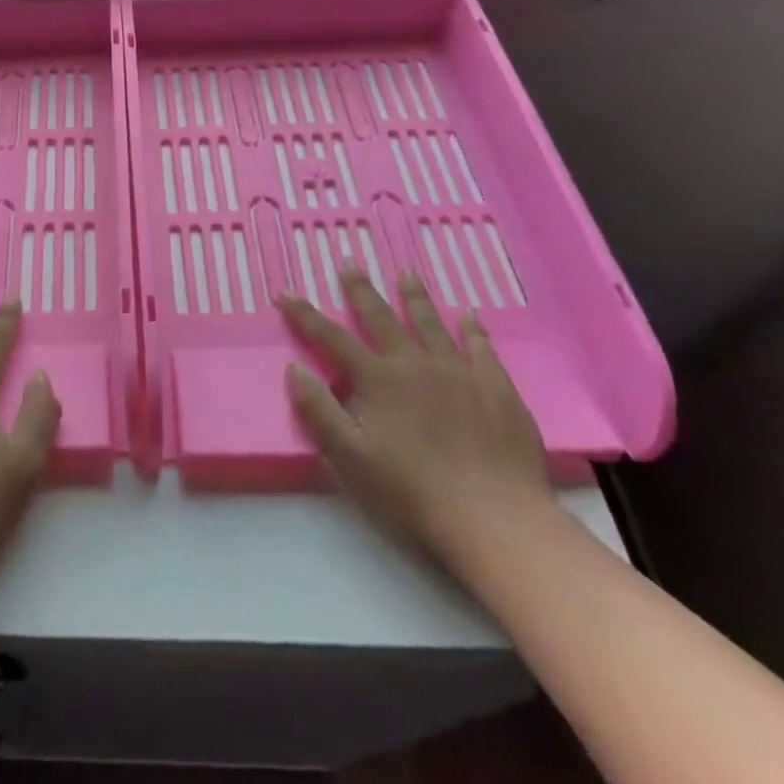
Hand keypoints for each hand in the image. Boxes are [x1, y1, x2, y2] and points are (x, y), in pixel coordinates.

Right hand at [280, 270, 551, 570]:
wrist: (495, 520)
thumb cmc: (412, 493)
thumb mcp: (349, 458)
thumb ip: (319, 411)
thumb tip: (294, 368)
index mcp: (378, 380)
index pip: (332, 339)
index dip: (305, 315)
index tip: (286, 293)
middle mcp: (415, 365)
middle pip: (382, 319)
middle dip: (361, 291)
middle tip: (350, 263)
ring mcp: (460, 373)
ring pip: (432, 324)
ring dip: (415, 297)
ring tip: (406, 273)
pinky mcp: (497, 389)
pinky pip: (482, 348)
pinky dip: (473, 329)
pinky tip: (470, 315)